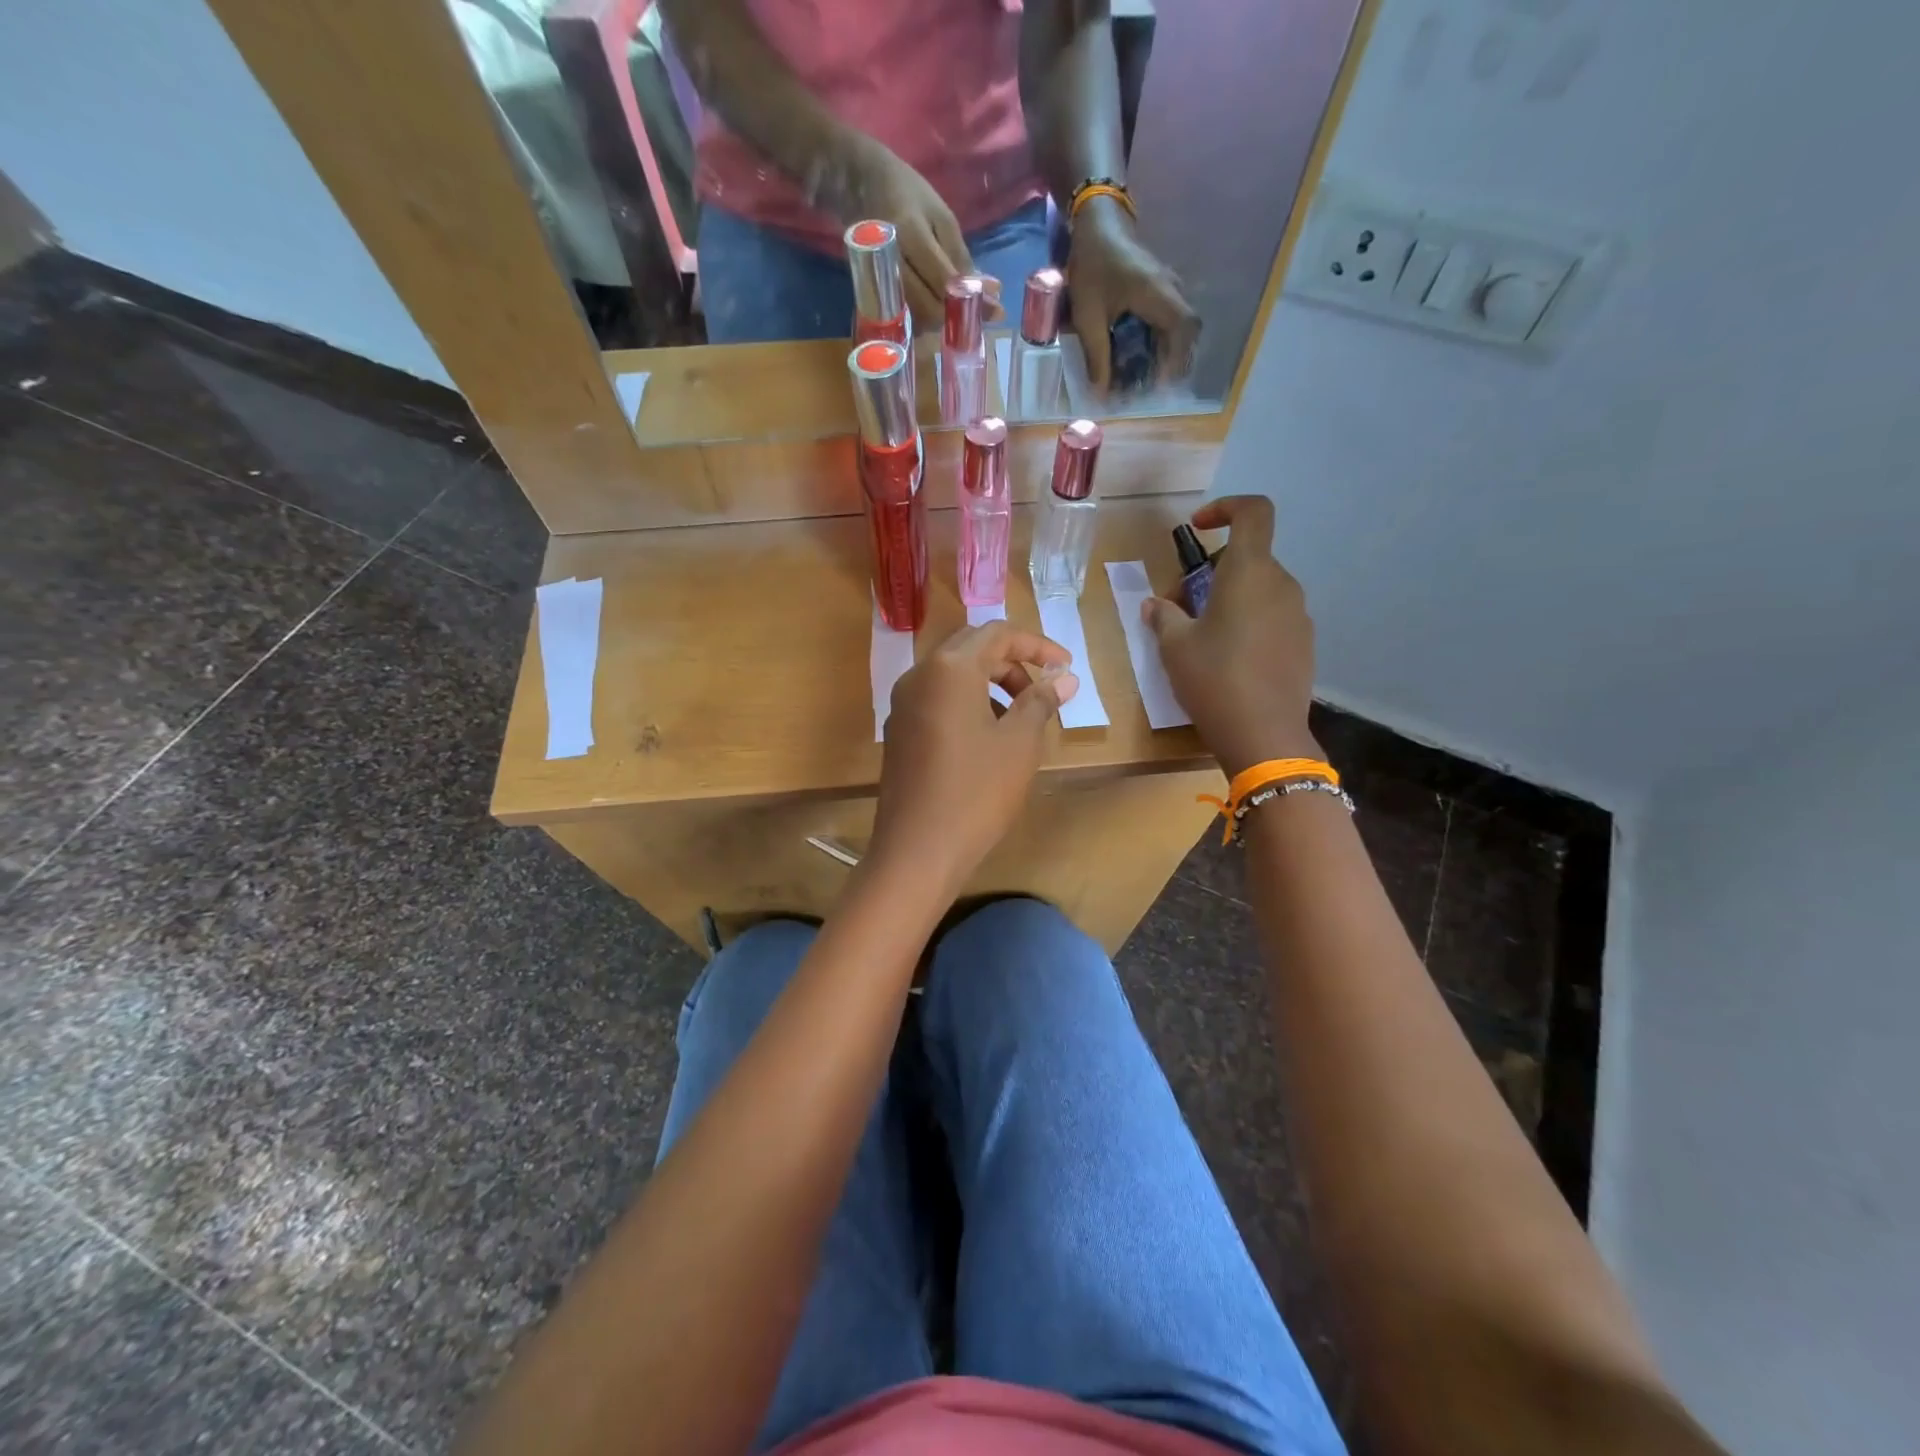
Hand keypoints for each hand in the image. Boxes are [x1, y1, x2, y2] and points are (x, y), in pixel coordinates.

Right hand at [838, 138, 1003, 330]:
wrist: (861, 186)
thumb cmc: (908, 196)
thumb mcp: (942, 217)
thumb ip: (961, 258)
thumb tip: (990, 294)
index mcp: (910, 235)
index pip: (944, 281)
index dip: (971, 300)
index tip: (996, 311)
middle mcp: (892, 262)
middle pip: (929, 308)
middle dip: (956, 316)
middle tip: (976, 314)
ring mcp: (880, 280)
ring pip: (916, 318)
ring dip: (941, 321)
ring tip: (958, 310)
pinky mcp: (876, 292)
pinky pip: (905, 317)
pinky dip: (925, 320)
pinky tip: (936, 310)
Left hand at [869, 623, 1078, 896]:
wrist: (917, 850)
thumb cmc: (977, 792)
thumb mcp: (1019, 743)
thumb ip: (1041, 701)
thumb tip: (1064, 678)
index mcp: (949, 668)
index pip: (997, 633)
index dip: (1037, 645)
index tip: (1066, 667)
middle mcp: (919, 676)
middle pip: (971, 648)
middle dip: (1012, 663)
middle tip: (1042, 692)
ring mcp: (903, 705)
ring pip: (953, 675)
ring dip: (990, 684)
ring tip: (1020, 719)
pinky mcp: (899, 731)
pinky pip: (938, 700)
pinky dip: (968, 703)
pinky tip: (988, 739)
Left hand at [1067, 198, 1199, 393]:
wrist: (1096, 223)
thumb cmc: (1092, 267)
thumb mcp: (1088, 317)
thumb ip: (1097, 356)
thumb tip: (1102, 393)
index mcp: (1159, 295)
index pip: (1184, 330)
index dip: (1176, 360)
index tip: (1158, 384)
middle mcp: (1171, 290)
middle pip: (1187, 331)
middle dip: (1172, 362)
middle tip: (1150, 385)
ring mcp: (1168, 286)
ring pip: (1178, 326)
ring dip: (1164, 352)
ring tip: (1143, 375)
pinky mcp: (1160, 287)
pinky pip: (1167, 318)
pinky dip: (1158, 339)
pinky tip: (1139, 353)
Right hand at [1142, 496, 1319, 775]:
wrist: (1264, 735)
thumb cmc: (1213, 680)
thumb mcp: (1175, 647)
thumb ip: (1164, 617)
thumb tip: (1155, 605)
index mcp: (1249, 573)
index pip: (1253, 512)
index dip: (1226, 508)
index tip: (1197, 528)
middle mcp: (1281, 585)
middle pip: (1250, 557)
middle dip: (1214, 570)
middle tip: (1183, 605)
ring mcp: (1299, 615)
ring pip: (1261, 589)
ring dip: (1232, 598)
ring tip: (1204, 635)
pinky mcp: (1305, 644)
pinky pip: (1274, 617)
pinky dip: (1251, 622)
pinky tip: (1231, 659)